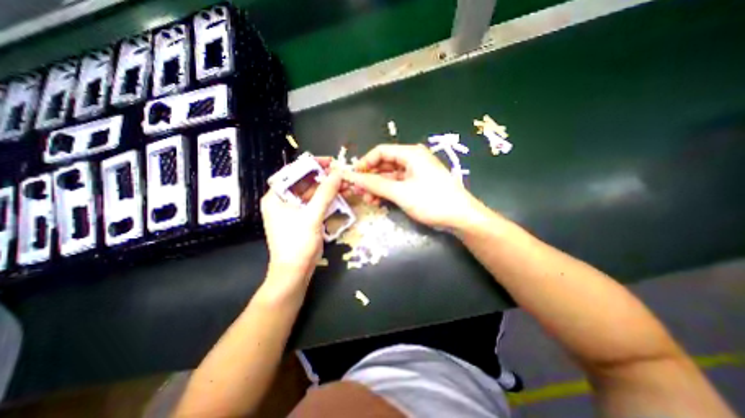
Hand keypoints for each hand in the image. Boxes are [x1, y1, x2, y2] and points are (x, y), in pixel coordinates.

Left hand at [260, 169, 341, 292]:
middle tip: (341, 173)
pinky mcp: (303, 218)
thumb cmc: (298, 243)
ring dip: (327, 189)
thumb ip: (325, 193)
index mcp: (276, 197)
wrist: (295, 272)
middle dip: (323, 177)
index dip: (312, 164)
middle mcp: (283, 201)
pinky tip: (339, 196)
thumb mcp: (312, 216)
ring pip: (312, 193)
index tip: (330, 161)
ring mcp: (294, 210)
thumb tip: (337, 174)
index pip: (293, 172)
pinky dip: (327, 200)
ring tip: (344, 184)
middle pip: (304, 182)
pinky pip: (315, 204)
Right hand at [341, 143, 480, 228]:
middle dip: (370, 177)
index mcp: (410, 154)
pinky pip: (397, 185)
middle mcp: (412, 160)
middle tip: (358, 191)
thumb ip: (376, 185)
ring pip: (390, 176)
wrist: (460, 217)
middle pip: (384, 164)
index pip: (380, 152)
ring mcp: (415, 173)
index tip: (353, 176)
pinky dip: (387, 192)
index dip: (365, 163)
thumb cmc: (432, 201)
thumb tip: (353, 178)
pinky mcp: (417, 184)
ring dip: (377, 187)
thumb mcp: (401, 193)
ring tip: (368, 200)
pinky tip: (379, 201)